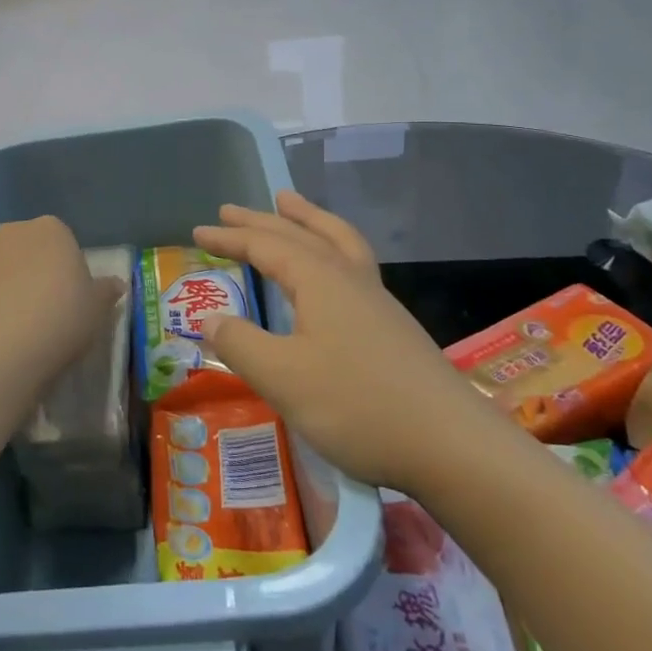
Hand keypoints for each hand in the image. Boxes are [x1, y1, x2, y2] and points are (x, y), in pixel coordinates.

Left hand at [0, 217, 124, 382]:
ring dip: (8, 283)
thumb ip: (106, 291)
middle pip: (28, 248)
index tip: (70, 296)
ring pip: (0, 265)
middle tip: (45, 308)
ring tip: (18, 323)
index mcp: (52, 229)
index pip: (62, 240)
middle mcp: (13, 231)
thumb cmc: (62, 318)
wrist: (4, 347)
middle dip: (34, 269)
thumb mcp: (98, 308)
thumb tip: (116, 284)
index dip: (66, 267)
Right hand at [193, 192, 495, 490]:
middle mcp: (349, 278)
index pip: (266, 246)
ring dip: (307, 220)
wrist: (453, 446)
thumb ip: (241, 344)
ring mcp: (377, 300)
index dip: (230, 237)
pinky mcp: (392, 326)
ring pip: (337, 241)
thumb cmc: (358, 406)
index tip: (198, 231)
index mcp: (320, 281)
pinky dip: (330, 247)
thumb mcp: (283, 378)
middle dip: (262, 220)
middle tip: (230, 208)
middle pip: (301, 234)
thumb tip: (209, 317)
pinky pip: (352, 263)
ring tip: (289, 204)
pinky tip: (331, 270)